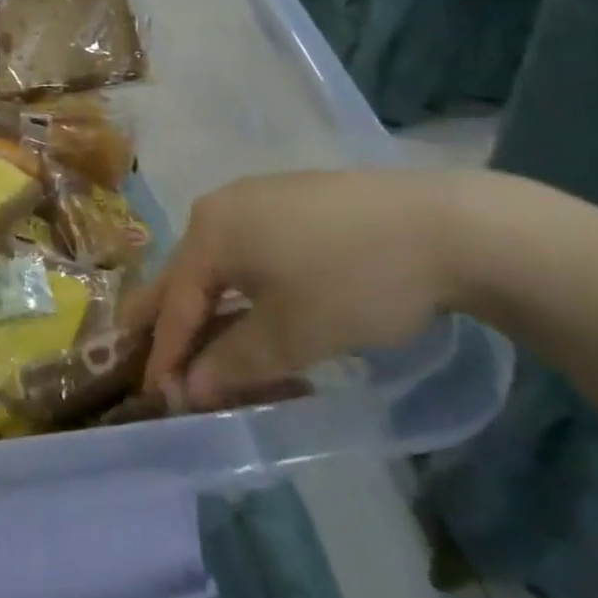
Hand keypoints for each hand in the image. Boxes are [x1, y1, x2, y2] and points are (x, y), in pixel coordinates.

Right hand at [123, 171, 505, 409]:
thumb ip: (233, 363)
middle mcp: (221, 207)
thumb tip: (190, 389)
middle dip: (170, 322)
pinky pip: (249, 250)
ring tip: (208, 350)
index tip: (158, 399)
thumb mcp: (291, 335)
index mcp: (210, 232)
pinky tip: (256, 312)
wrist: (443, 225)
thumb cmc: (353, 281)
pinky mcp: (292, 202)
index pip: (174, 303)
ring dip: (212, 310)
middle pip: (186, 275)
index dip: (164, 355)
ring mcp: (258, 198)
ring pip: (220, 263)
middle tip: (153, 363)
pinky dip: (242, 288)